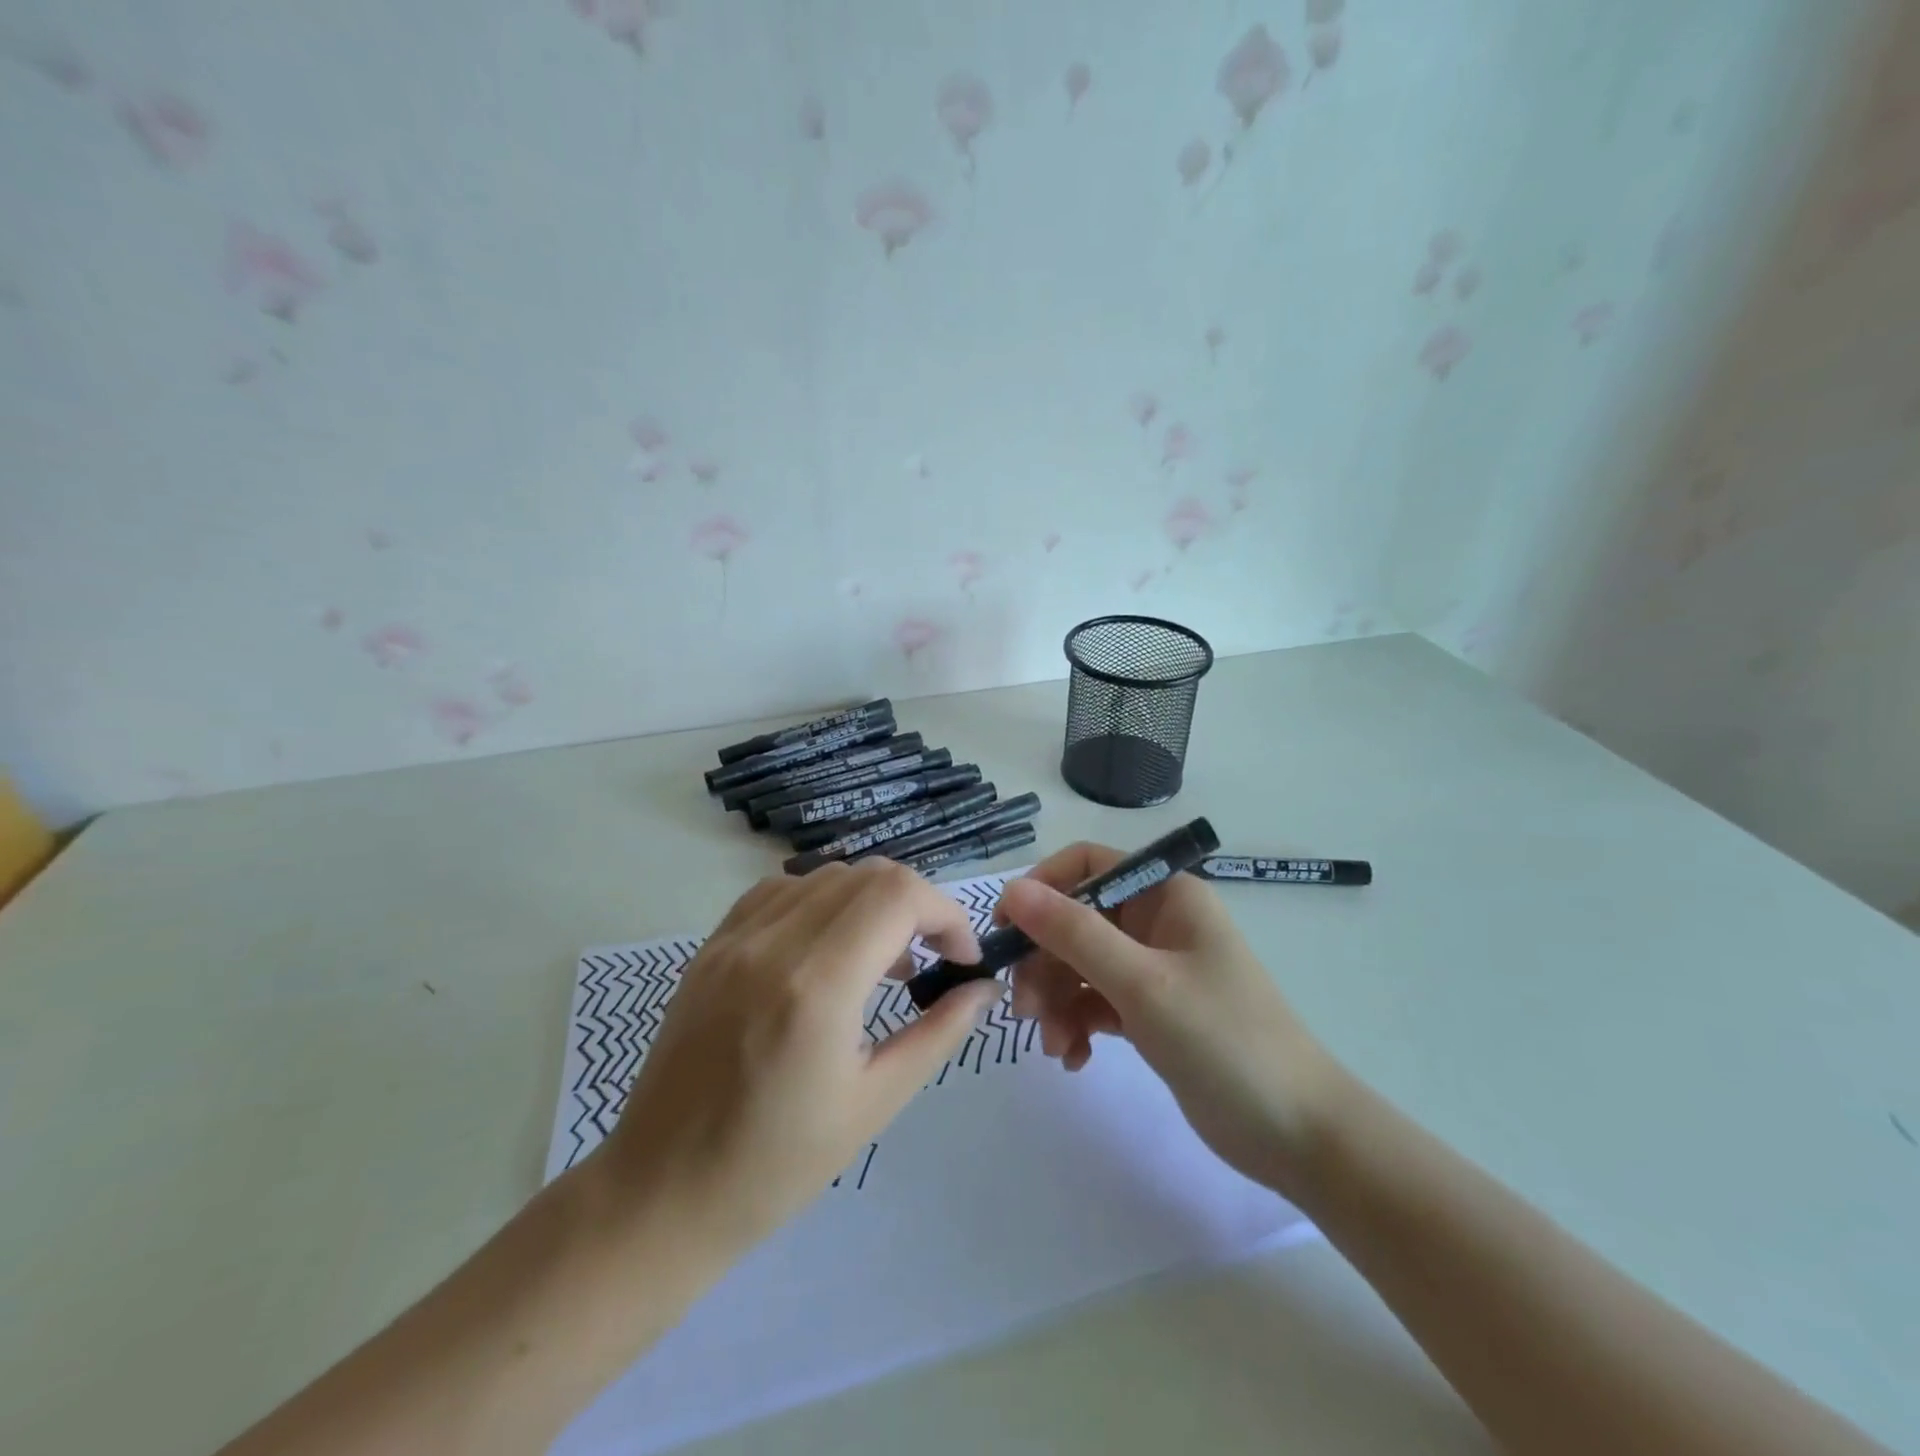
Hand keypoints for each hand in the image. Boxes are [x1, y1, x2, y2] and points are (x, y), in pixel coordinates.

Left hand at [599, 858, 1003, 1258]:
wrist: (661, 1193)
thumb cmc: (776, 1165)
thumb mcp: (875, 1103)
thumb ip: (939, 1033)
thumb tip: (983, 988)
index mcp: (817, 987)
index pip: (898, 896)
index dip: (945, 914)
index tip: (961, 958)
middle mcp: (773, 944)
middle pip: (868, 875)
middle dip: (917, 905)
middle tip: (931, 957)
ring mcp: (734, 938)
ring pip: (826, 876)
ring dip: (871, 902)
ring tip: (883, 962)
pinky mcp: (711, 945)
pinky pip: (781, 891)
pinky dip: (822, 904)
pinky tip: (827, 951)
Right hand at [998, 843, 1343, 1196]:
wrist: (1297, 1135)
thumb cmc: (1224, 1041)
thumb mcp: (1142, 983)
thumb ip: (1074, 933)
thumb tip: (1012, 889)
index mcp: (1165, 894)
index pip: (1087, 865)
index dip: (1042, 888)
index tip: (1006, 930)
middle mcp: (1157, 922)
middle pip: (1076, 920)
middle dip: (1045, 962)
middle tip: (1023, 1008)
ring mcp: (1154, 968)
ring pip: (1080, 965)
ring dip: (1056, 1000)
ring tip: (1053, 1045)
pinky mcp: (1150, 1011)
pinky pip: (1095, 1002)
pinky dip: (1077, 1024)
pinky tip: (1074, 1058)